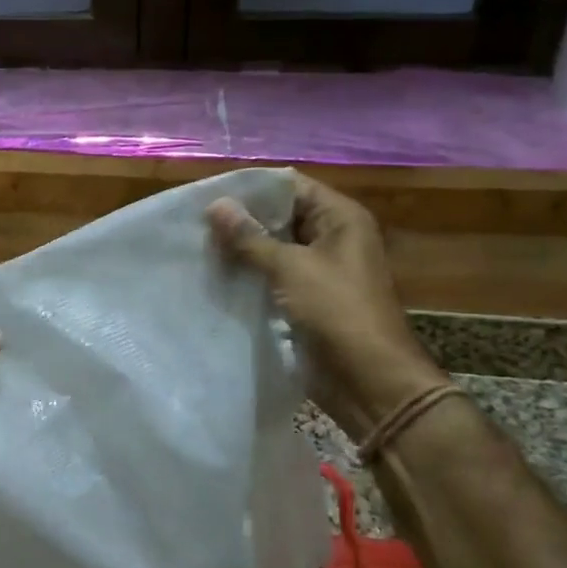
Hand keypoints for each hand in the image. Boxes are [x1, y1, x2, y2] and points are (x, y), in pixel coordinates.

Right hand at [207, 176, 444, 425]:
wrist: (369, 381)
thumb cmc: (337, 312)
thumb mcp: (291, 268)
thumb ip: (250, 237)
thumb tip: (215, 205)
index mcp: (339, 218)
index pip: (289, 186)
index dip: (251, 188)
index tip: (209, 193)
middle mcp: (331, 237)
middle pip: (280, 215)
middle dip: (241, 219)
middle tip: (196, 222)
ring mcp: (319, 270)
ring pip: (273, 248)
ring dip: (241, 249)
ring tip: (199, 246)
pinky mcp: (306, 299)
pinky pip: (272, 276)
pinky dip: (249, 274)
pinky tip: (216, 274)